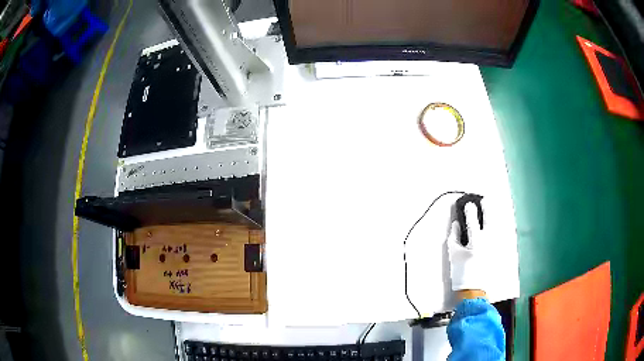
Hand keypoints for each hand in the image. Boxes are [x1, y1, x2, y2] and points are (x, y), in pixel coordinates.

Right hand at [447, 202, 489, 292]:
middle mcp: (487, 242)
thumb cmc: (462, 273)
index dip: (470, 211)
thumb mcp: (453, 254)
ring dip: (493, 216)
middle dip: (487, 208)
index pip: (473, 221)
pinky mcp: (497, 251)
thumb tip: (456, 225)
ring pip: (496, 226)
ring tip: (492, 209)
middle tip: (485, 200)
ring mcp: (494, 246)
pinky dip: (496, 228)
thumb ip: (453, 237)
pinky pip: (498, 235)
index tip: (468, 204)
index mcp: (475, 242)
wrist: (473, 289)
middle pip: (489, 220)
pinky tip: (496, 224)